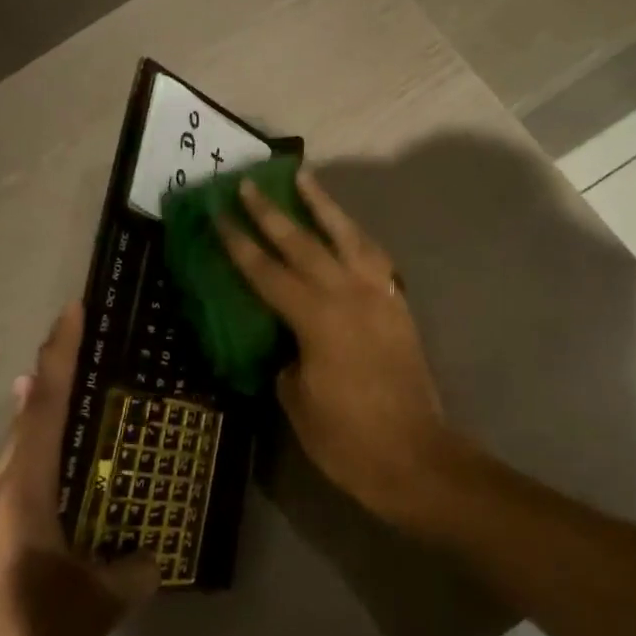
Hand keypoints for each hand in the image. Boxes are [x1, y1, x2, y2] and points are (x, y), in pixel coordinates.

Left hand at [0, 304, 157, 635]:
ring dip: (45, 416)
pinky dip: (41, 455)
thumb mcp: (92, 609)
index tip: (71, 311)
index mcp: (23, 493)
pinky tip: (66, 472)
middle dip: (54, 376)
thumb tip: (155, 553)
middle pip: (26, 418)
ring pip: (18, 448)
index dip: (58, 356)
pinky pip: (17, 476)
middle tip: (97, 351)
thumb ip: (131, 572)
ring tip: (87, 402)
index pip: (42, 408)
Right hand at [218, 169, 461, 530]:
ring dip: (324, 205)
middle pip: (304, 243)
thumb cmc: (347, 439)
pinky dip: (356, 236)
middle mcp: (348, 294)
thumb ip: (287, 359)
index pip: (267, 272)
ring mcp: (378, 296)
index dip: (239, 242)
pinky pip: (374, 258)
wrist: (415, 457)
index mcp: (316, 318)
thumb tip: (288, 342)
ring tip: (305, 178)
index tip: (219, 212)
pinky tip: (346, 229)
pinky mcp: (397, 306)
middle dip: (273, 212)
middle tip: (250, 183)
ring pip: (348, 236)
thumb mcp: (297, 401)